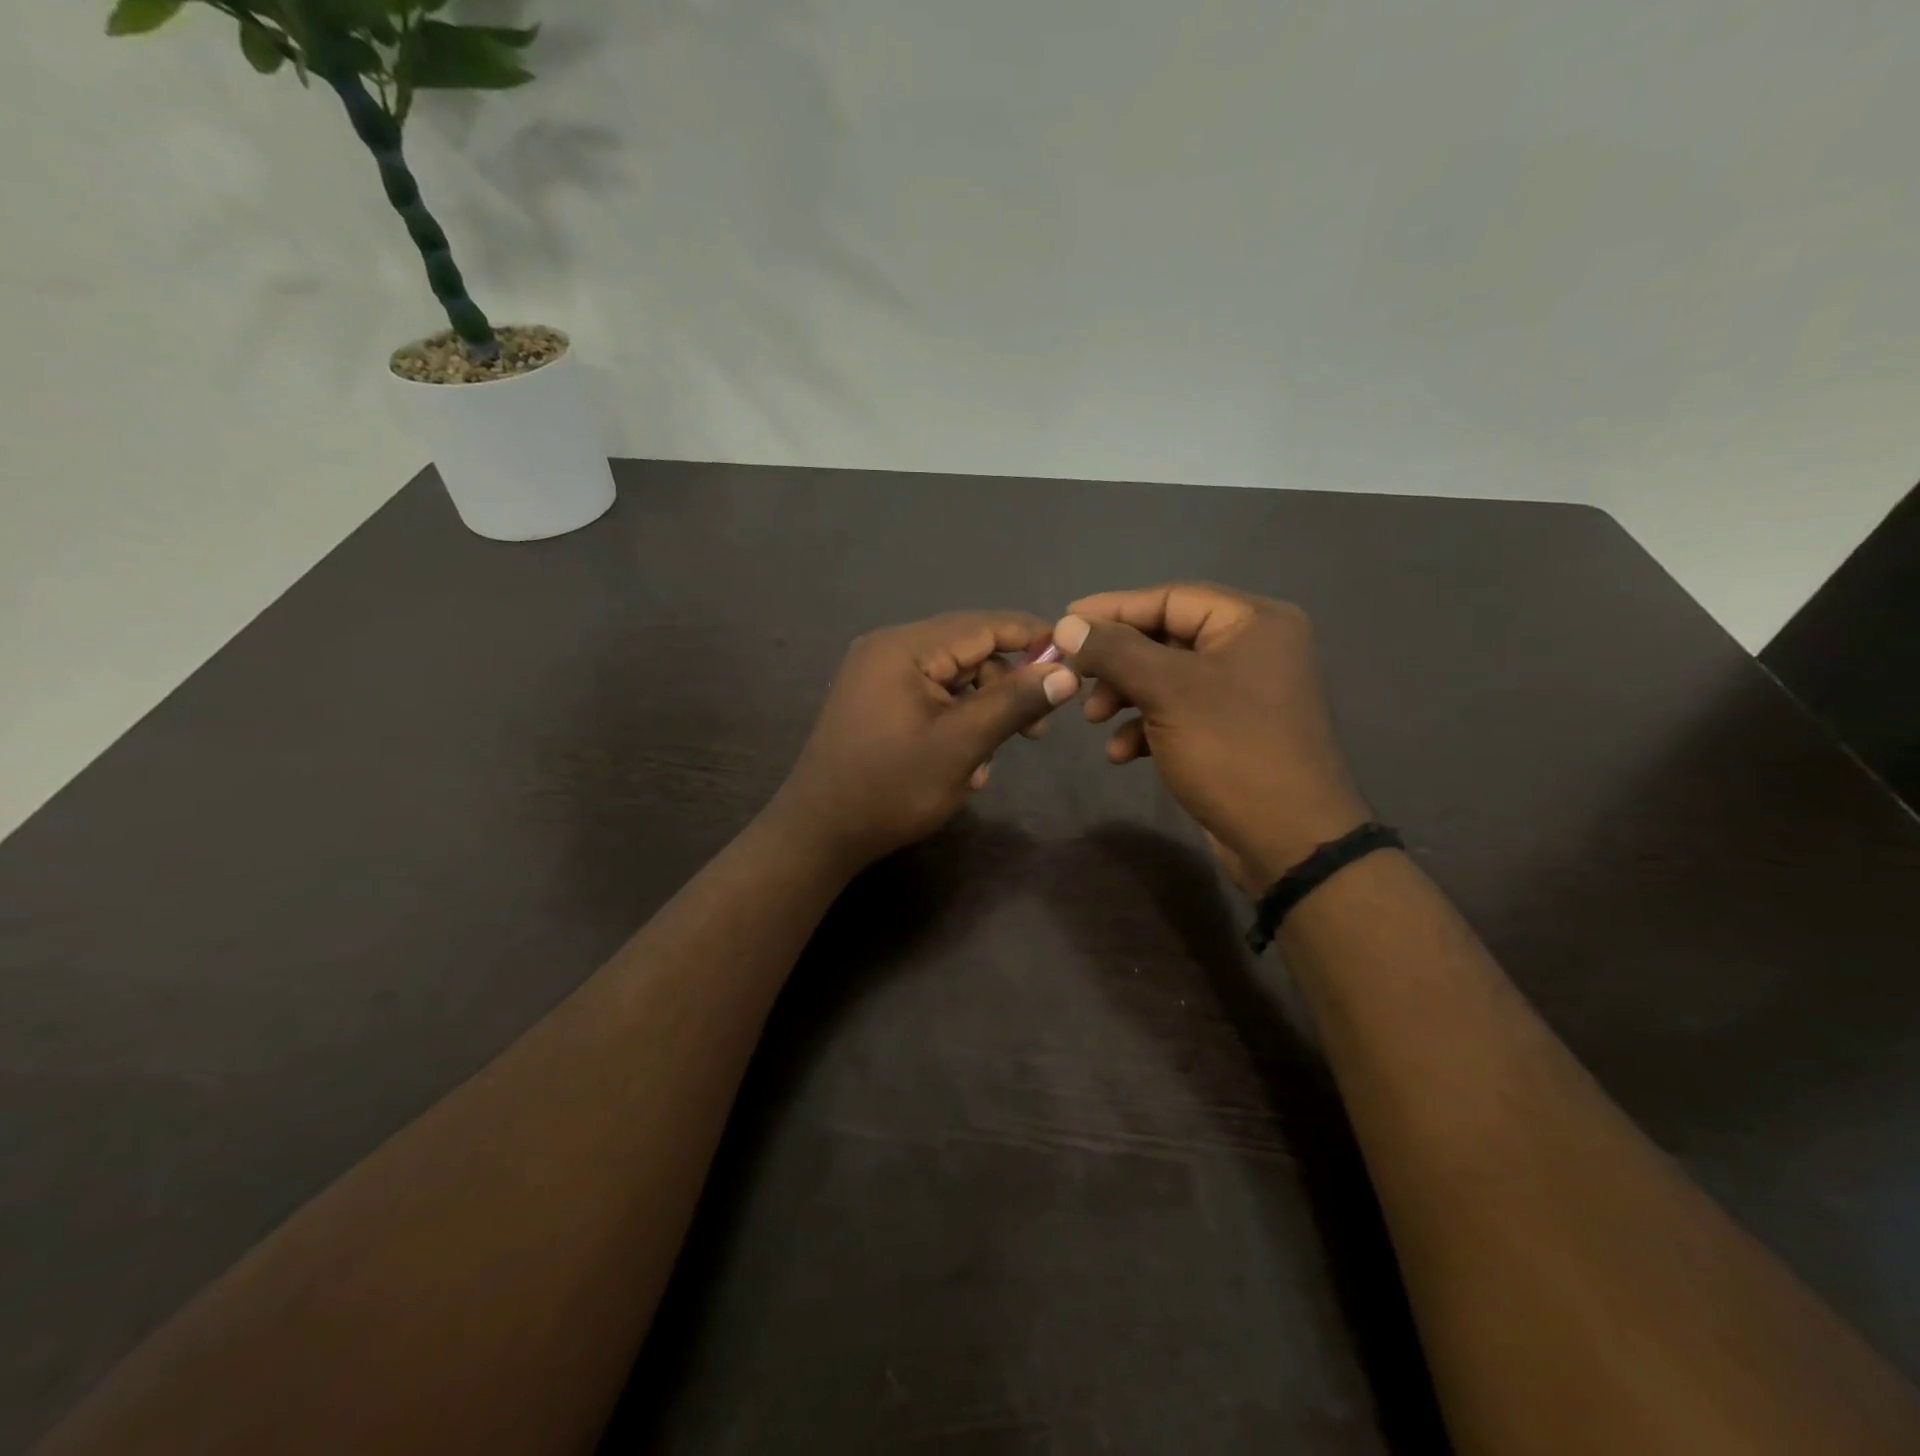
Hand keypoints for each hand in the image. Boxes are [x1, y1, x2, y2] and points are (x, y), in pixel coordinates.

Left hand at [768, 612, 1080, 872]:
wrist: (819, 833)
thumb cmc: (891, 787)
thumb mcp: (962, 745)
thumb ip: (1014, 702)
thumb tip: (1066, 671)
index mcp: (904, 647)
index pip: (983, 625)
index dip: (1033, 638)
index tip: (1075, 659)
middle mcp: (888, 648)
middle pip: (968, 650)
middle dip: (1007, 685)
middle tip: (1038, 730)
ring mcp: (877, 675)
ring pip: (952, 677)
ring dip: (982, 710)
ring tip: (991, 759)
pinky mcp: (875, 700)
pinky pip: (930, 696)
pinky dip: (955, 721)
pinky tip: (964, 763)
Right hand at [1053, 583, 1370, 894]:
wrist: (1288, 841)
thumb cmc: (1231, 750)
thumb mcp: (1166, 691)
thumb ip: (1114, 650)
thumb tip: (1066, 624)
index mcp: (1252, 622)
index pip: (1170, 598)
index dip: (1113, 608)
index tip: (1063, 622)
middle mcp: (1253, 649)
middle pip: (1166, 638)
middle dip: (1116, 662)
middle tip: (1075, 678)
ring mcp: (1243, 693)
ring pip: (1166, 679)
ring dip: (1125, 696)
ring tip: (1092, 719)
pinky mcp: (1232, 732)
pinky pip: (1179, 714)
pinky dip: (1146, 728)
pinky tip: (1121, 754)